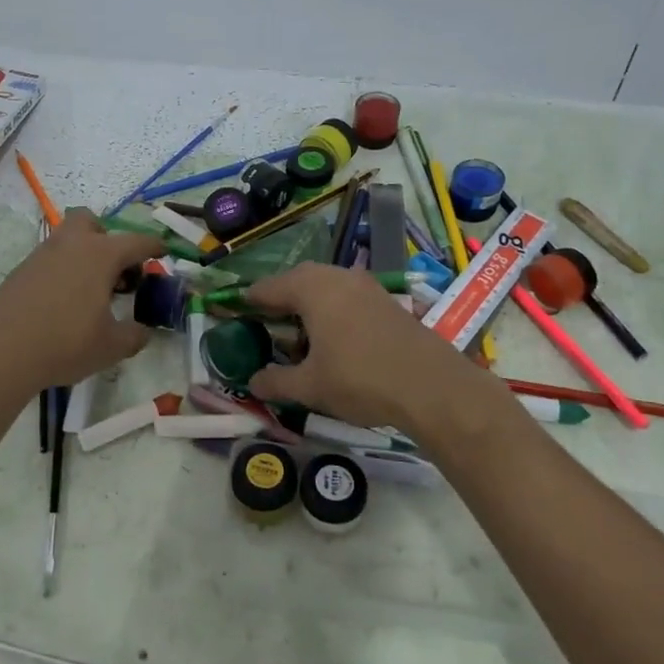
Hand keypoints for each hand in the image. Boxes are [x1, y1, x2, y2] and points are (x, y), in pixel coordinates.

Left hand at [0, 210, 164, 393]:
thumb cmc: (65, 343)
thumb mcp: (112, 346)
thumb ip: (135, 335)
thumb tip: (143, 331)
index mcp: (100, 254)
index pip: (137, 241)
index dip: (154, 246)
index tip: (164, 252)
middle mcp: (71, 245)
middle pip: (90, 222)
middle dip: (106, 237)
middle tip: (115, 270)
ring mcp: (41, 255)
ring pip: (67, 240)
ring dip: (83, 256)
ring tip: (91, 293)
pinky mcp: (20, 272)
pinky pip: (49, 261)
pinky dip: (62, 273)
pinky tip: (63, 305)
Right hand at [246, 263, 482, 435]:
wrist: (432, 386)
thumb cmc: (360, 379)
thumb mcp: (310, 386)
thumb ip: (276, 381)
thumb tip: (253, 382)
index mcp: (312, 289)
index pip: (269, 287)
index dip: (248, 300)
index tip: (231, 309)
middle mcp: (338, 277)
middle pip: (299, 280)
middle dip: (280, 299)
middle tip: (264, 320)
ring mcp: (367, 286)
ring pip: (327, 286)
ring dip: (308, 304)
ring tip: (297, 332)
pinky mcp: (387, 302)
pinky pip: (347, 297)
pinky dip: (332, 310)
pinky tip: (332, 338)